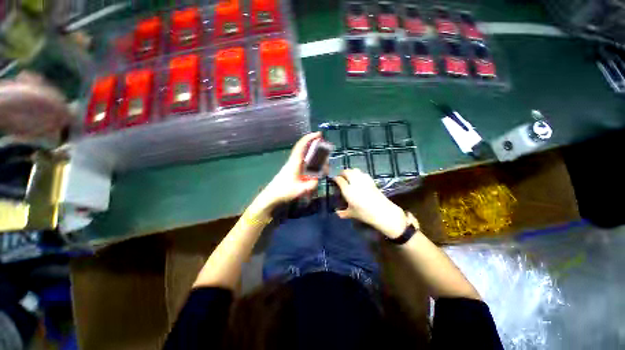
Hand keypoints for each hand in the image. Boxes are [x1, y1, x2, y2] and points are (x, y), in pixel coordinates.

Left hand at [250, 132, 321, 214]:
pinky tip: (315, 168)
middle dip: (315, 146)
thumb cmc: (283, 191)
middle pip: (304, 149)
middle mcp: (293, 161)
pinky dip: (310, 162)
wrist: (271, 196)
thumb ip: (311, 185)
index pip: (301, 146)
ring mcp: (292, 165)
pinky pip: (303, 162)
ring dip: (313, 155)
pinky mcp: (292, 170)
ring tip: (323, 161)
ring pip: (304, 156)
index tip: (318, 134)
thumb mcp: (300, 190)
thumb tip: (317, 180)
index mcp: (294, 163)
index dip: (309, 138)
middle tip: (325, 150)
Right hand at [334, 169, 408, 238]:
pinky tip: (359, 177)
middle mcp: (355, 183)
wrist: (383, 212)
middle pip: (347, 172)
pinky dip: (359, 173)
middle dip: (342, 172)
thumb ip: (343, 213)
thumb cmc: (365, 214)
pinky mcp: (371, 181)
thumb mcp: (352, 214)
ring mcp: (364, 181)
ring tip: (348, 175)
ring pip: (355, 170)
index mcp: (348, 191)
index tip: (334, 179)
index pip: (339, 180)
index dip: (336, 178)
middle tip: (340, 175)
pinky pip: (363, 173)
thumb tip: (337, 213)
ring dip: (350, 171)